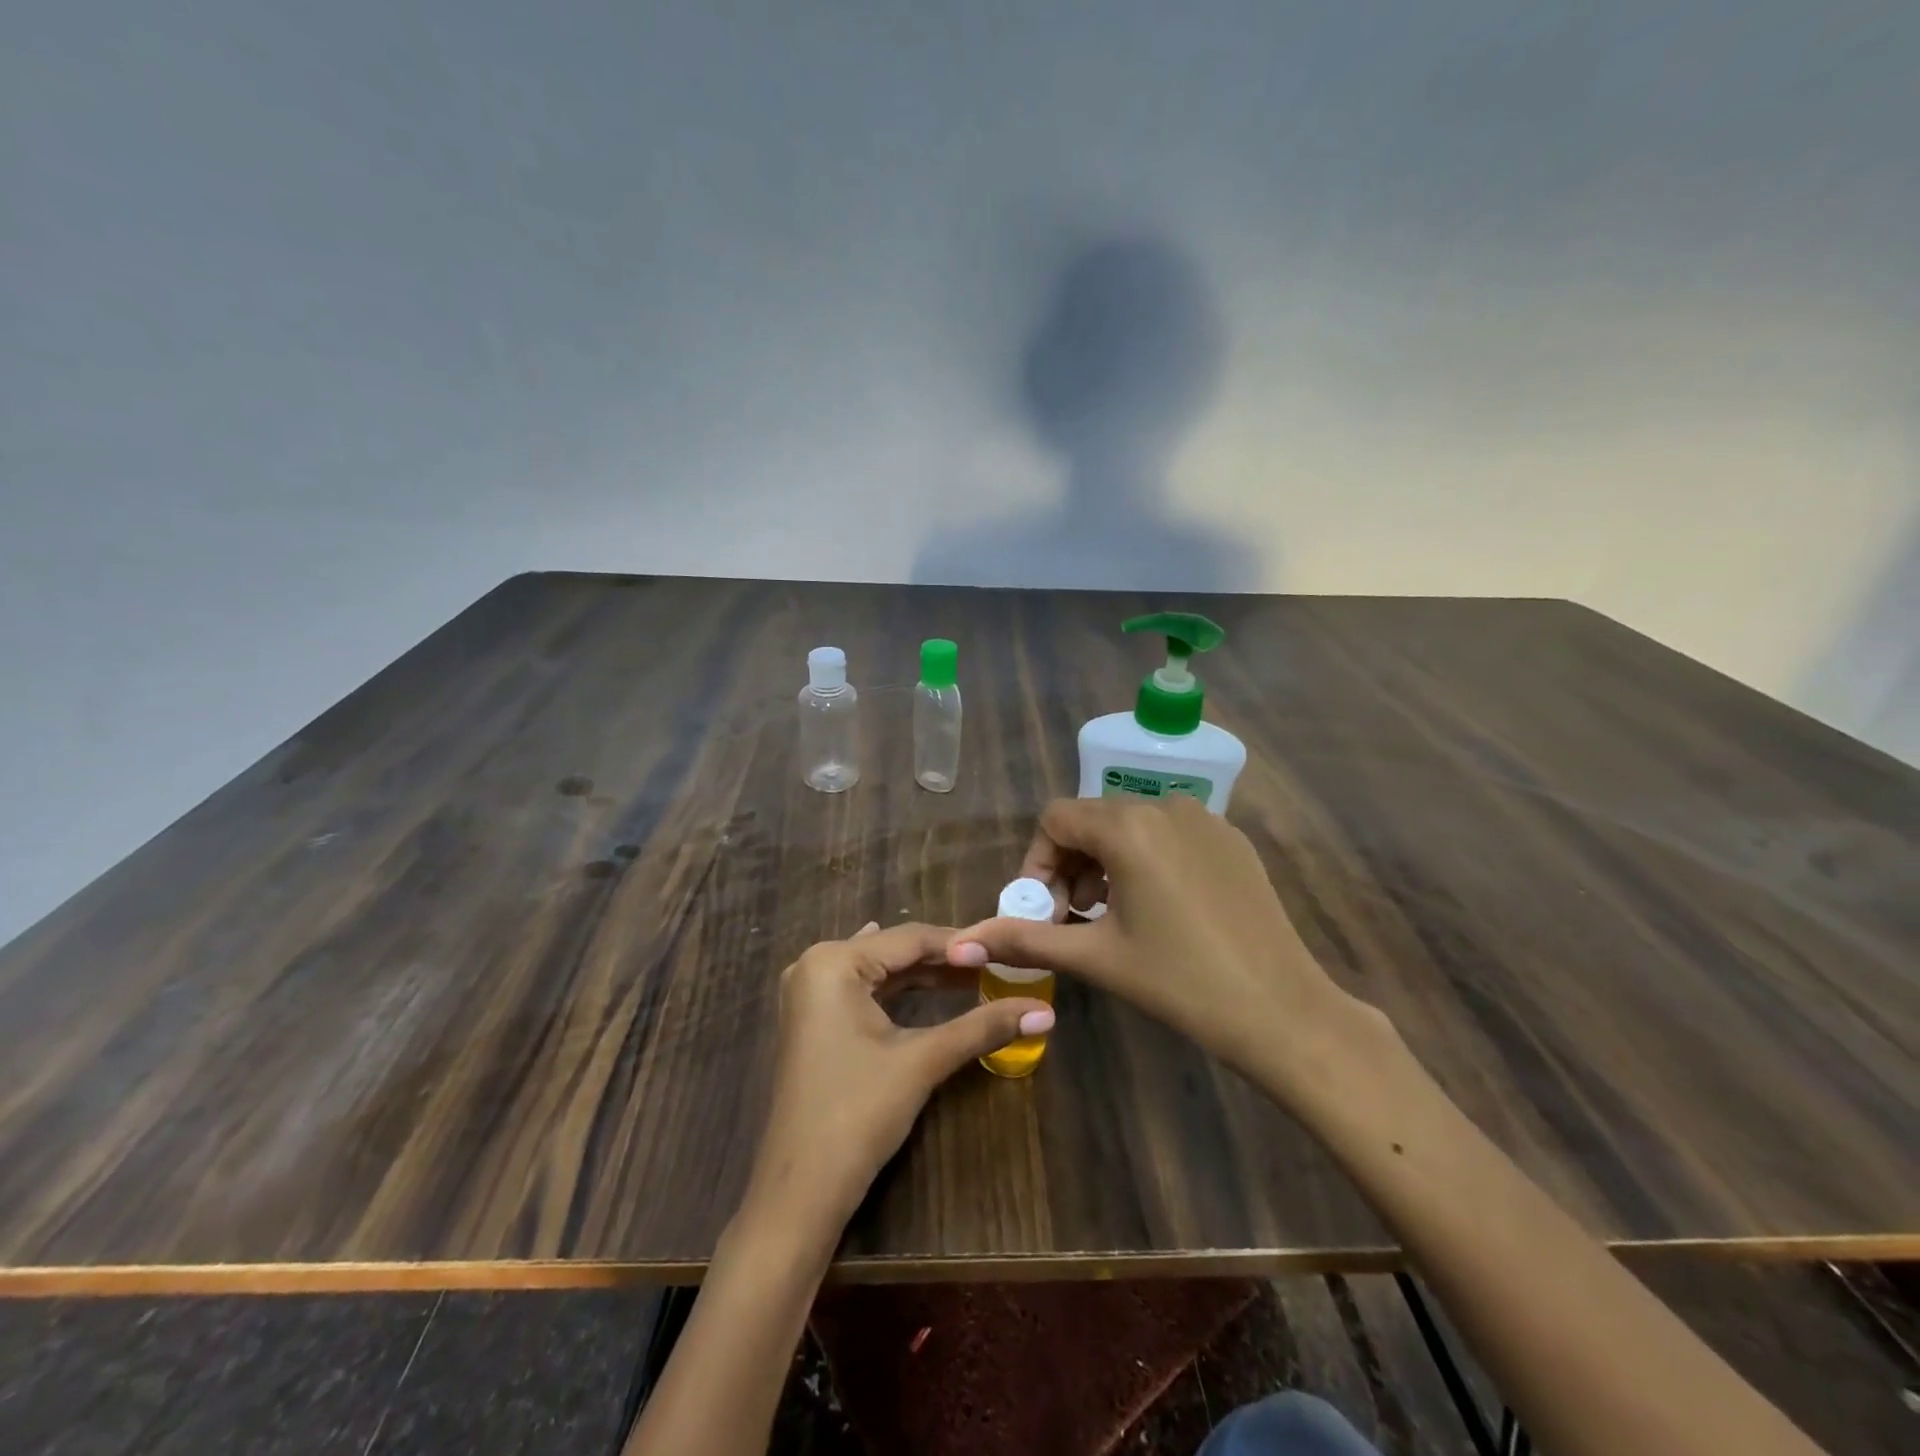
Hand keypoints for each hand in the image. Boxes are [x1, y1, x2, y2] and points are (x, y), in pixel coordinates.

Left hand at [746, 922, 1053, 1229]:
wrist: (800, 1191)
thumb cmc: (858, 1115)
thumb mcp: (923, 1061)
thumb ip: (982, 1027)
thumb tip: (1045, 1012)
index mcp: (834, 961)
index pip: (910, 938)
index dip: (962, 945)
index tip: (1007, 950)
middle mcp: (815, 964)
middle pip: (894, 951)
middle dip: (945, 960)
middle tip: (998, 964)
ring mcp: (809, 993)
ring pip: (880, 971)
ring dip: (925, 975)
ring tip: (976, 976)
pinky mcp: (813, 1019)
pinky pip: (864, 990)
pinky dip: (899, 990)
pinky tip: (924, 982)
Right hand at [949, 796, 1385, 1107]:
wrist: (1283, 1010)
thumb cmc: (1180, 981)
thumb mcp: (1096, 957)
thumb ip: (1027, 940)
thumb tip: (962, 943)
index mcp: (1128, 827)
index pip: (1056, 819)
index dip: (1038, 861)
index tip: (1044, 909)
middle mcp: (1165, 806)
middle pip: (1093, 819)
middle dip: (1070, 864)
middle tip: (1073, 918)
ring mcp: (1205, 819)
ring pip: (1131, 824)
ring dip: (1106, 862)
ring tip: (1111, 915)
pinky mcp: (1231, 839)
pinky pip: (1169, 833)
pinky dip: (1146, 859)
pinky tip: (1158, 909)